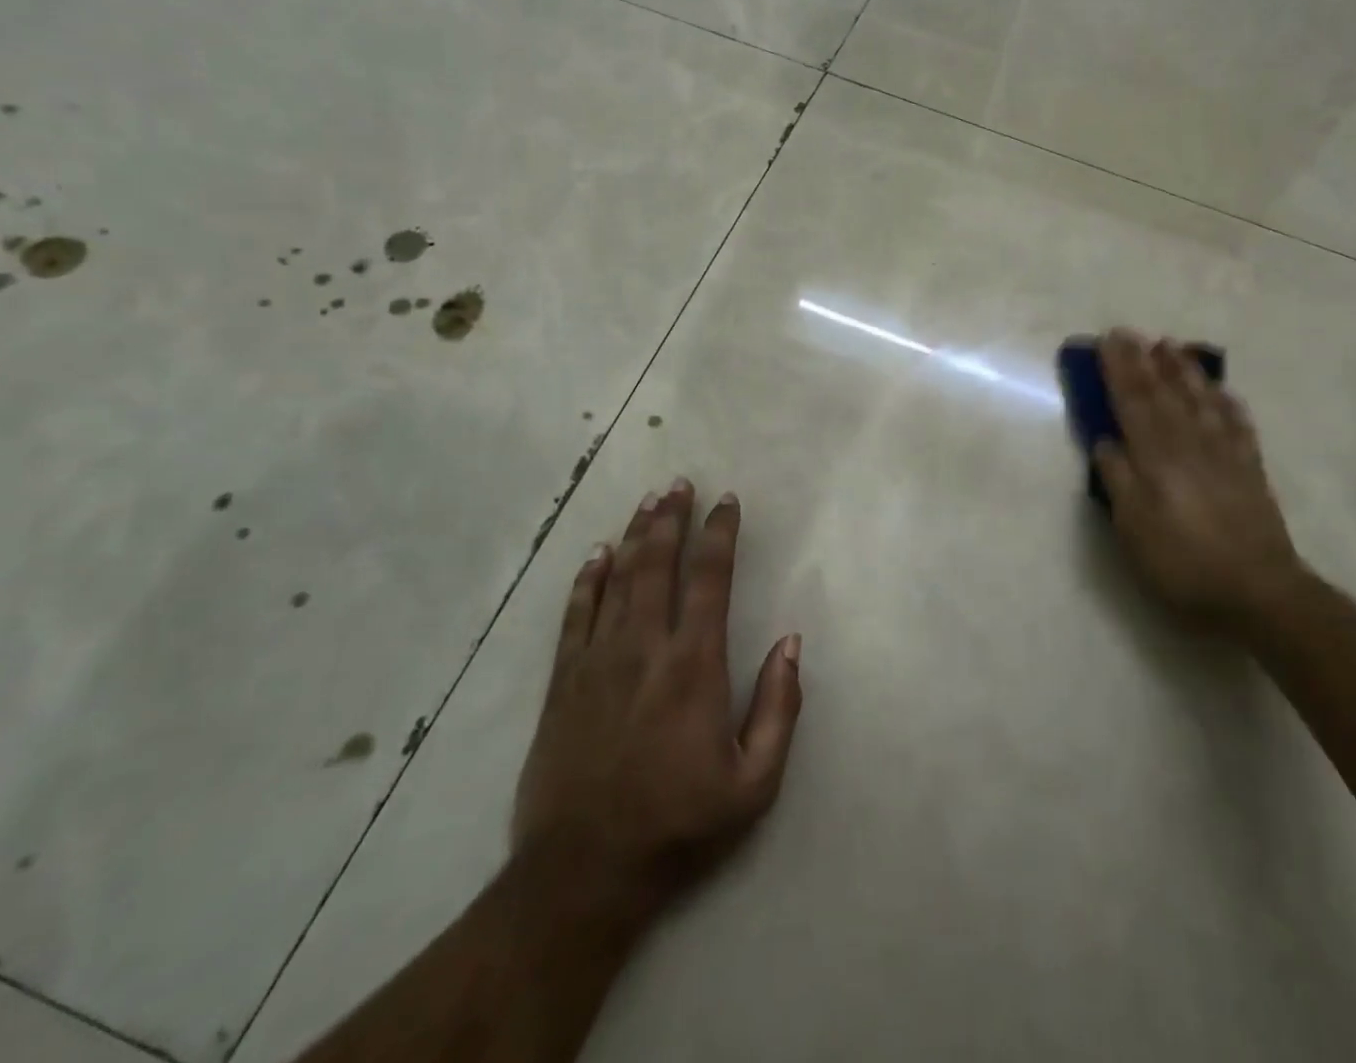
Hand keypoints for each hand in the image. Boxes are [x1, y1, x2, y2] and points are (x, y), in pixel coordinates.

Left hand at [511, 479, 802, 920]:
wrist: (583, 873)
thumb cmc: (679, 825)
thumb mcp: (754, 782)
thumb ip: (779, 707)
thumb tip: (792, 642)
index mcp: (694, 664)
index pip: (709, 578)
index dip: (719, 533)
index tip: (727, 501)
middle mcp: (644, 647)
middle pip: (657, 564)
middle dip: (671, 518)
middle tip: (679, 483)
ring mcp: (598, 661)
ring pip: (617, 578)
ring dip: (635, 535)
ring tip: (649, 502)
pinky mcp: (563, 682)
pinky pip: (575, 614)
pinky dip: (587, 579)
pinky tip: (596, 554)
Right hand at [1093, 331, 1304, 626]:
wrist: (1258, 592)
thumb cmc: (1183, 563)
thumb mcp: (1134, 529)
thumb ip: (1118, 481)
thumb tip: (1105, 441)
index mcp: (1156, 458)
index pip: (1132, 403)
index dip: (1118, 371)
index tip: (1108, 341)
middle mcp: (1189, 445)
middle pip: (1163, 394)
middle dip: (1144, 361)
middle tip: (1130, 332)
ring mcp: (1224, 454)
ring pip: (1200, 401)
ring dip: (1183, 371)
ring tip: (1171, 346)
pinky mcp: (1250, 470)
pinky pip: (1238, 425)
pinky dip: (1227, 403)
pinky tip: (1222, 390)